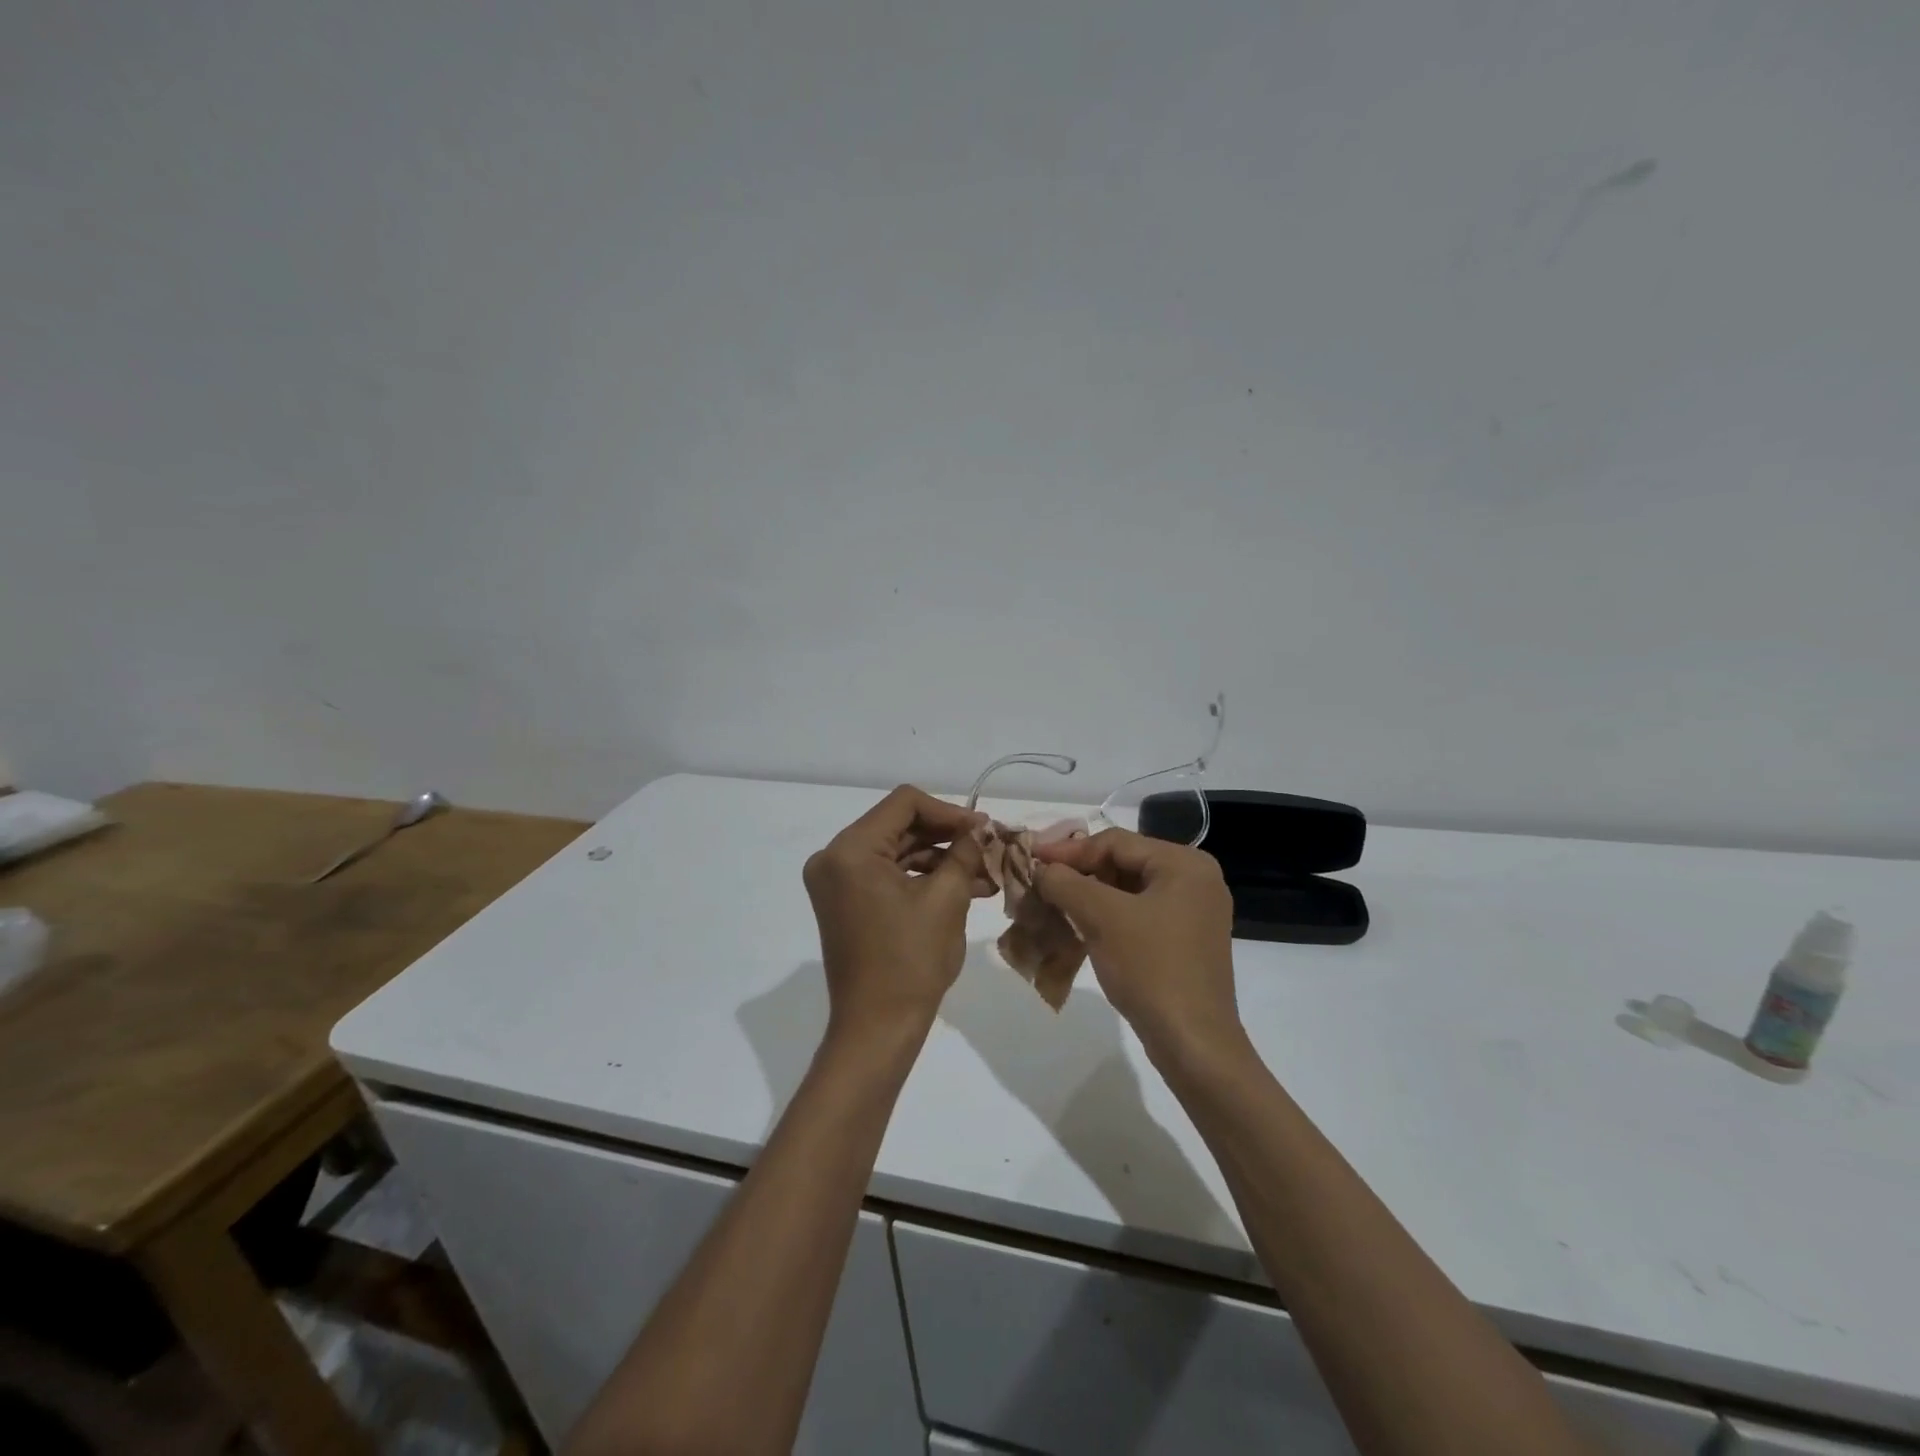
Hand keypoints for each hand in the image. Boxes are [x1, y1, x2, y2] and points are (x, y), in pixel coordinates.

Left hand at [803, 785, 988, 1041]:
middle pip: (899, 826)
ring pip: (897, 850)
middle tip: (990, 848)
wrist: (877, 1028)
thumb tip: (980, 828)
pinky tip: (965, 887)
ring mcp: (836, 881)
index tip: (984, 829)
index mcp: (850, 850)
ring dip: (940, 859)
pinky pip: (887, 874)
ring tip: (987, 874)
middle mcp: (834, 857)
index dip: (949, 811)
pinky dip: (922, 878)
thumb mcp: (947, 899)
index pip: (905, 803)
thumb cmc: (912, 961)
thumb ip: (964, 853)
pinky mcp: (846, 901)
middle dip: (948, 837)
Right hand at [1033, 828, 1242, 1057]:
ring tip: (1052, 905)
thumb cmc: (1151, 968)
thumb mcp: (1101, 918)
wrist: (1193, 1043)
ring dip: (1089, 897)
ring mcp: (1194, 913)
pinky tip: (1079, 928)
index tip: (1031, 859)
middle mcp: (1196, 879)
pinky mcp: (1186, 942)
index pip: (1116, 842)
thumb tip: (1041, 868)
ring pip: (1129, 891)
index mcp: (1185, 864)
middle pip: (1123, 863)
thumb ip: (1066, 883)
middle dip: (1079, 874)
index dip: (1069, 850)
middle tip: (1040, 882)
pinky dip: (1108, 918)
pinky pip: (1139, 915)